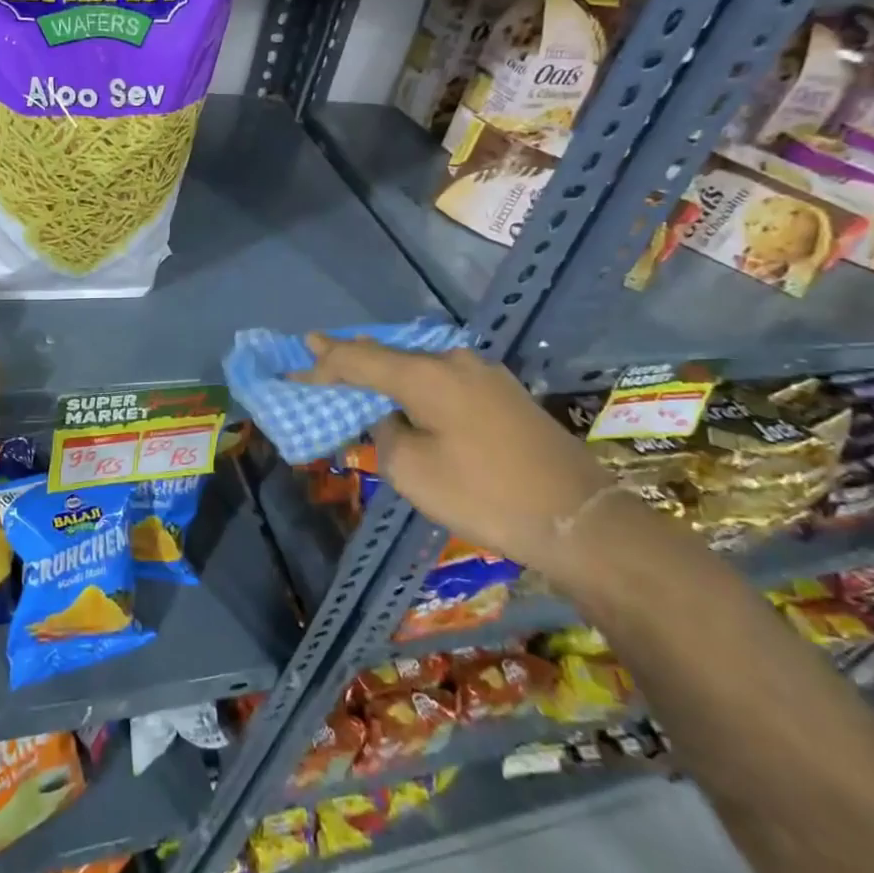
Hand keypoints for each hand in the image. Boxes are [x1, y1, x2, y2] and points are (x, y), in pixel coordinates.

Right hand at [294, 335, 618, 575]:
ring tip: (357, 372)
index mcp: (426, 375)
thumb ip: (385, 434)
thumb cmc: (484, 496)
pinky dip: (416, 383)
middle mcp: (454, 361)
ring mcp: (485, 374)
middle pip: (389, 353)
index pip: (358, 360)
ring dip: (386, 371)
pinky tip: (407, 393)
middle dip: (351, 357)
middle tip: (318, 354)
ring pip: (419, 364)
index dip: (322, 364)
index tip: (293, 366)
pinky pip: (444, 378)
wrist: (580, 520)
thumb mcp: (412, 472)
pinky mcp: (504, 393)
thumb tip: (390, 417)